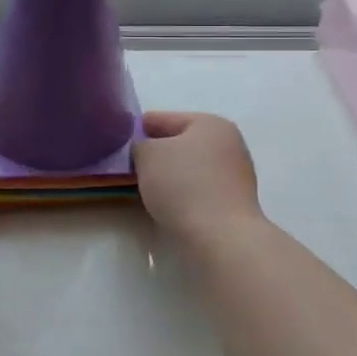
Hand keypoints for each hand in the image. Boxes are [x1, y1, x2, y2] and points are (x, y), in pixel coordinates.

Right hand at [133, 111, 263, 245]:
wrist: (221, 237)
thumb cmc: (183, 185)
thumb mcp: (147, 155)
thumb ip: (140, 145)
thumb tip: (144, 150)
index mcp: (211, 123)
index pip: (163, 119)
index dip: (138, 129)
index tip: (120, 142)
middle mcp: (229, 143)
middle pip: (180, 143)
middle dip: (156, 154)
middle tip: (130, 167)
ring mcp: (236, 174)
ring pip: (190, 167)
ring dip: (169, 175)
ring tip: (146, 188)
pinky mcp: (235, 202)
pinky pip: (200, 189)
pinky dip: (183, 193)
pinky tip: (168, 204)